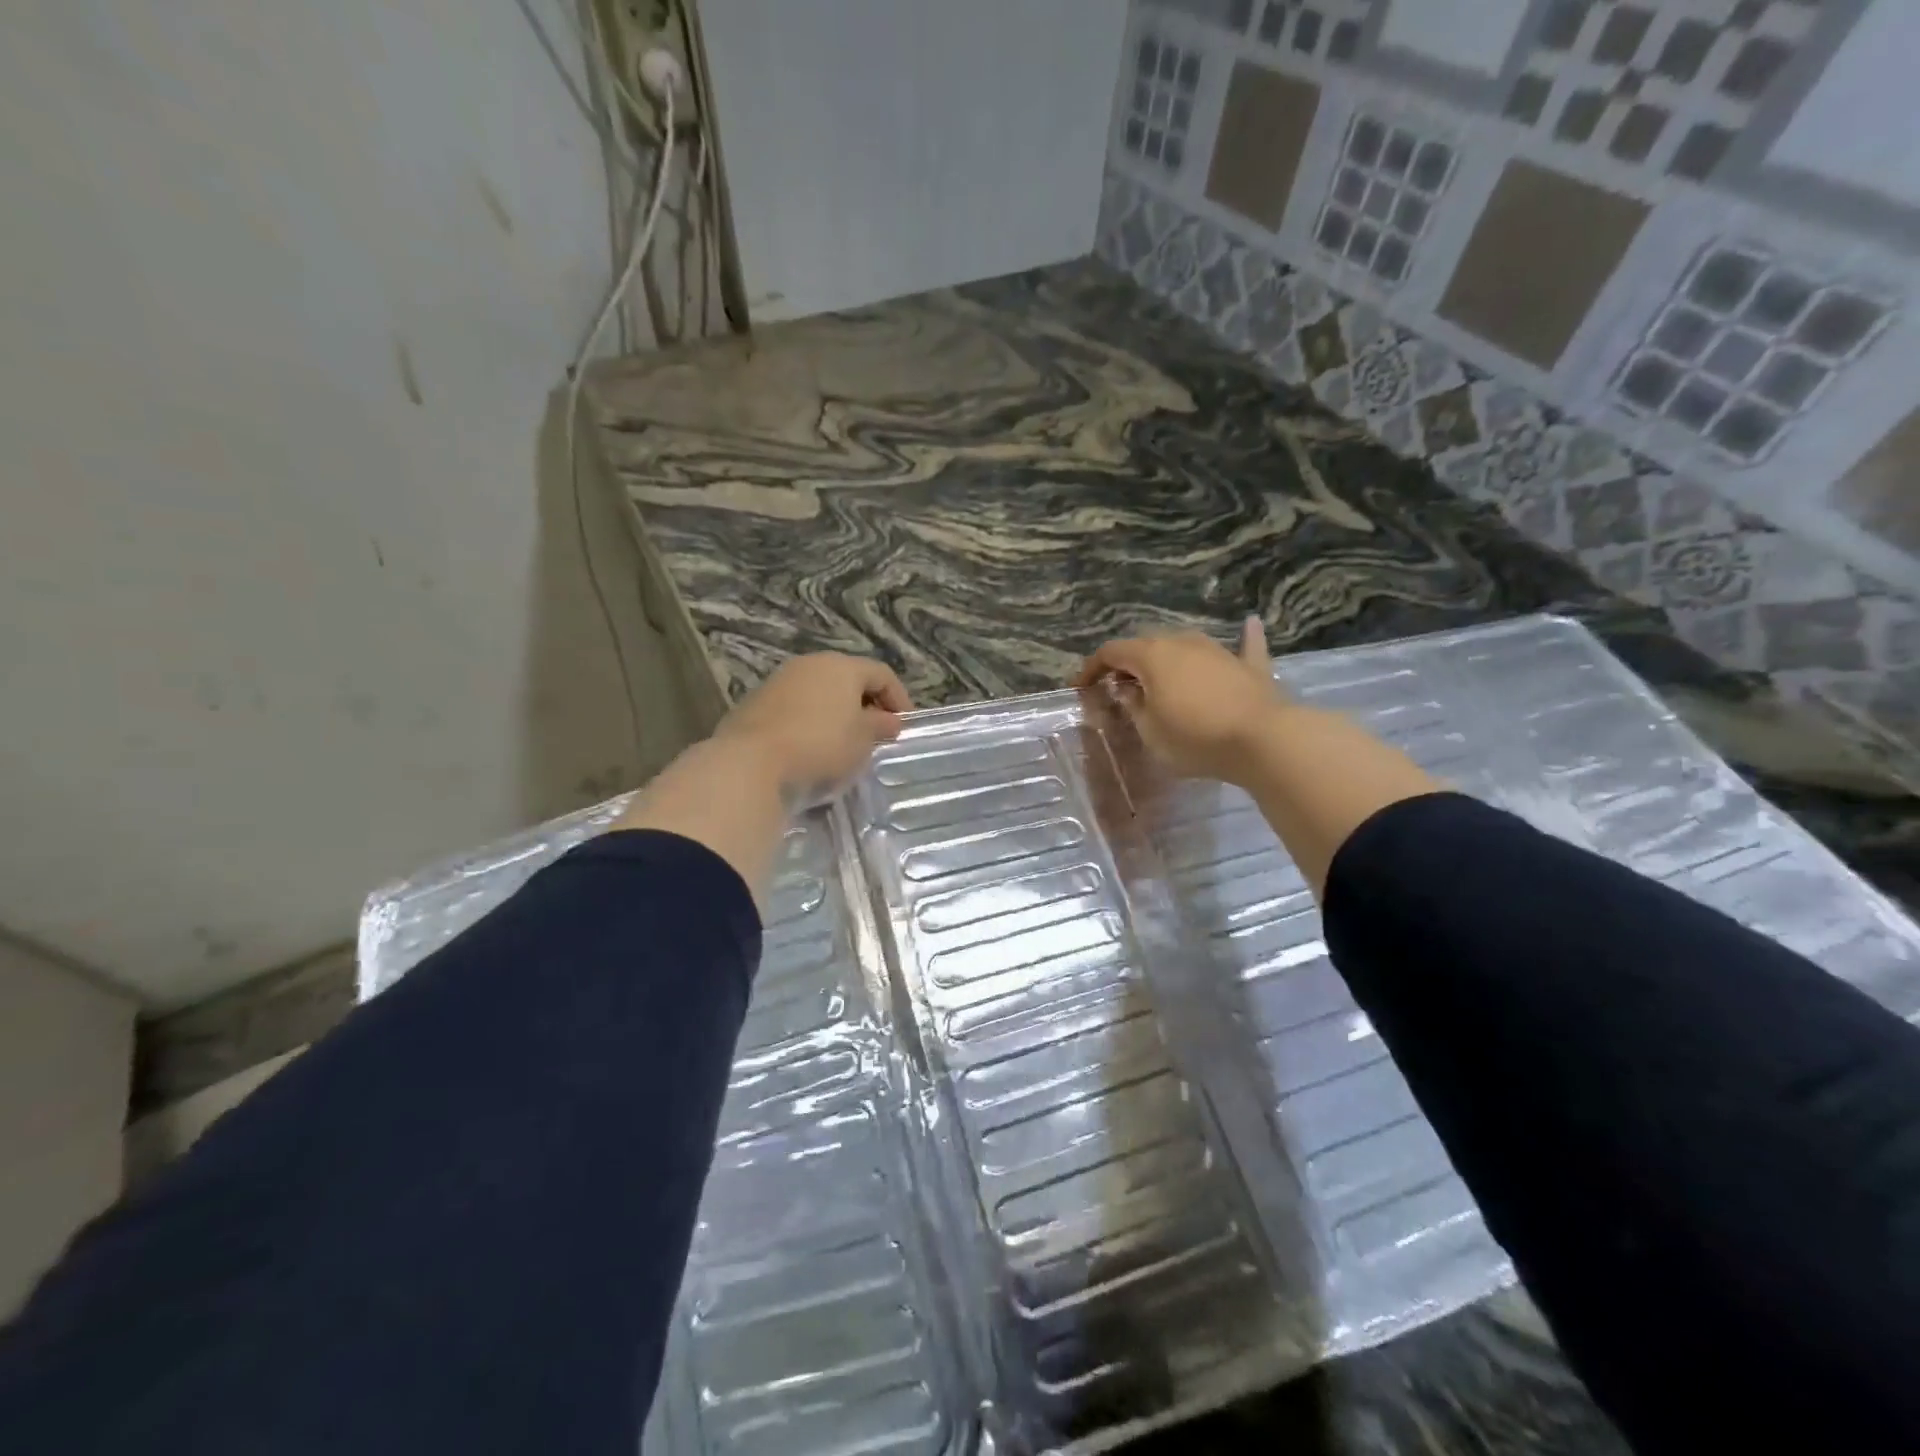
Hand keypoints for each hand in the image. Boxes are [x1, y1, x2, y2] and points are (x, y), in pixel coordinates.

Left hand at [715, 653, 912, 801]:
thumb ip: (880, 726)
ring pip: (819, 692)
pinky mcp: (756, 702)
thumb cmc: (821, 746)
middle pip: (848, 679)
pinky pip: (795, 707)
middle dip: (866, 704)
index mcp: (842, 666)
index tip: (904, 727)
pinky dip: (810, 722)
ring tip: (843, 743)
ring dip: (835, 713)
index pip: (881, 674)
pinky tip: (811, 747)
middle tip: (875, 734)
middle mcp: (810, 664)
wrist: (751, 762)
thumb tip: (889, 720)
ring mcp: (780, 681)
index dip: (899, 698)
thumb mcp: (862, 741)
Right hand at [1076, 616, 1282, 785]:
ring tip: (1159, 677)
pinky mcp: (1249, 665)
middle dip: (1128, 663)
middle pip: (1146, 645)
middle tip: (1118, 688)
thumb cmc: (1195, 737)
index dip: (1092, 667)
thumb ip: (1133, 706)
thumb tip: (1128, 689)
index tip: (1081, 687)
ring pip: (1185, 645)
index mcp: (1152, 656)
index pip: (1111, 652)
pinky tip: (1250, 623)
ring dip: (1168, 658)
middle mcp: (1183, 642)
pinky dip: (1243, 637)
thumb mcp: (1150, 731)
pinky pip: (1244, 645)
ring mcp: (1218, 650)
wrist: (1262, 739)